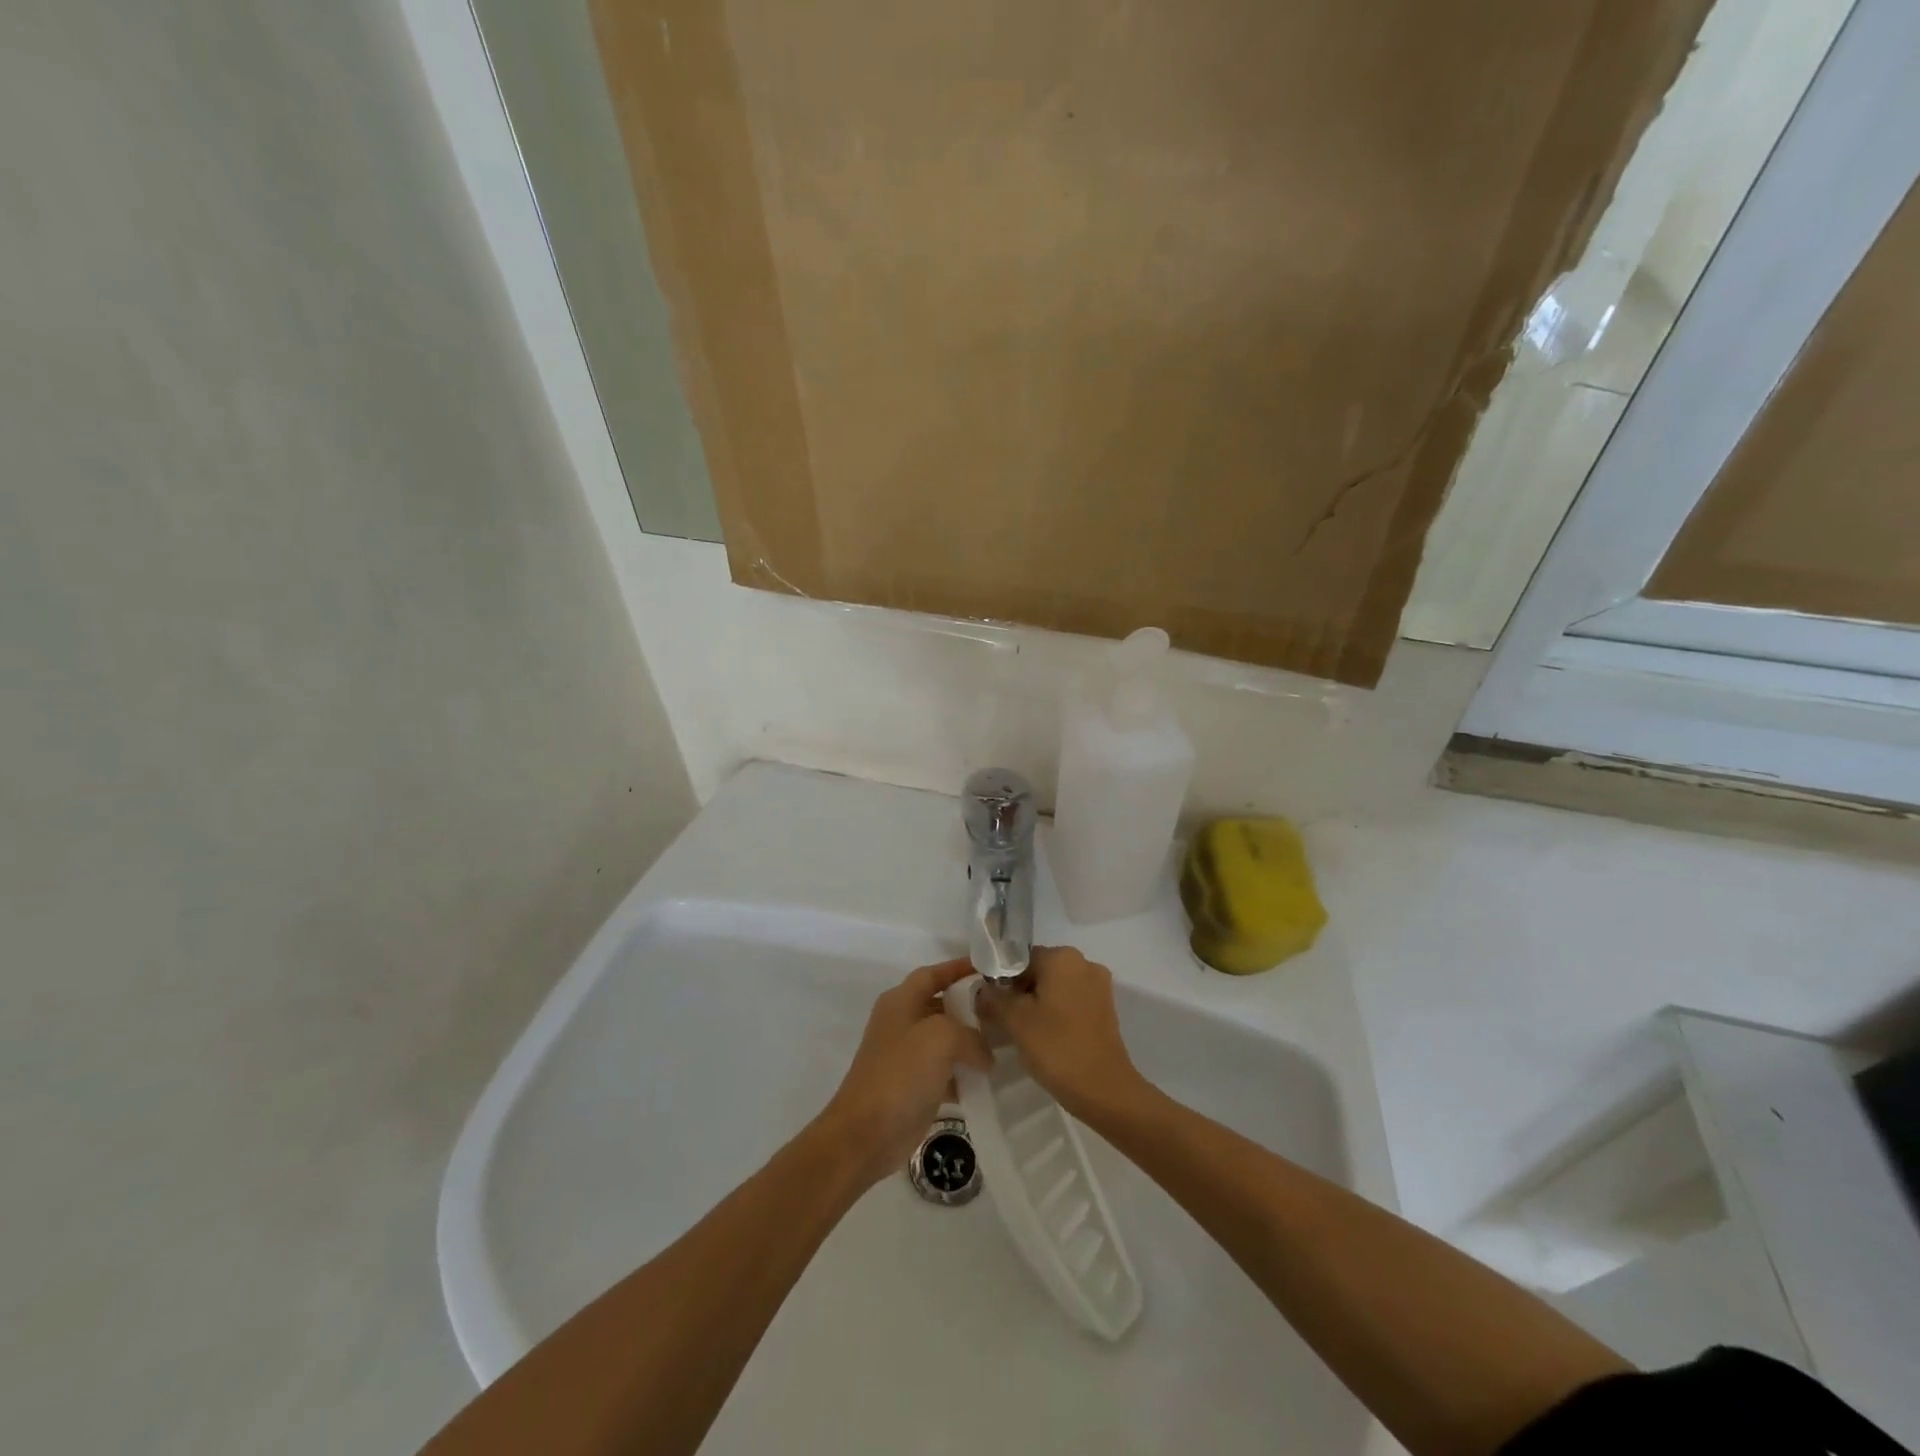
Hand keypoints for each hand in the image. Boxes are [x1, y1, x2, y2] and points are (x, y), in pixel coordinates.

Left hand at [819, 958, 990, 1187]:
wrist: (867, 1134)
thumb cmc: (901, 1073)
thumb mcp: (941, 1038)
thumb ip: (970, 1035)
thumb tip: (985, 1054)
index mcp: (901, 1001)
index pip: (933, 973)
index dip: (959, 968)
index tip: (989, 969)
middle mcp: (902, 1022)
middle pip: (941, 1005)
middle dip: (970, 1008)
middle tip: (1003, 1012)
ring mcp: (906, 1055)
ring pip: (945, 1040)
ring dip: (970, 1043)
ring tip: (1003, 1046)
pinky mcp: (913, 1086)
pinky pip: (945, 1071)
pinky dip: (964, 1073)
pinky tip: (987, 1081)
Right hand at [977, 946, 1144, 1121]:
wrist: (1104, 1089)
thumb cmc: (1057, 1047)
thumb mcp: (1015, 1021)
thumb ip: (993, 998)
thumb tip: (982, 989)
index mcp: (1062, 957)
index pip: (1019, 958)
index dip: (1000, 980)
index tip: (990, 1005)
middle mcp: (1083, 963)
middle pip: (1038, 970)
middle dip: (1018, 992)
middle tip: (1002, 1021)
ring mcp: (1098, 986)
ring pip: (1054, 987)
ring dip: (1035, 1004)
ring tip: (1021, 1032)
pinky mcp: (1104, 1008)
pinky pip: (1070, 1000)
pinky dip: (1054, 1012)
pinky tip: (1044, 1037)